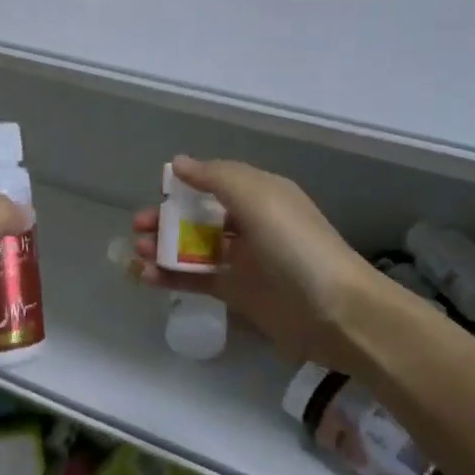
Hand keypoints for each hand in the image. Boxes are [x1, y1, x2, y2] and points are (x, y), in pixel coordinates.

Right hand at [133, 157, 383, 372]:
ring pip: (193, 248)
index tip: (157, 191)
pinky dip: (169, 276)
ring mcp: (243, 260)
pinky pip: (195, 279)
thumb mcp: (257, 197)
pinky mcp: (236, 293)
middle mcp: (251, 224)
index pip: (215, 182)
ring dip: (163, 247)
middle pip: (198, 216)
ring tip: (138, 252)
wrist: (336, 312)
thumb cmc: (295, 245)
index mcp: (260, 195)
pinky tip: (145, 277)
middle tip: (139, 227)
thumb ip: (214, 177)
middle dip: (166, 218)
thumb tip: (178, 163)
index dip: (184, 185)